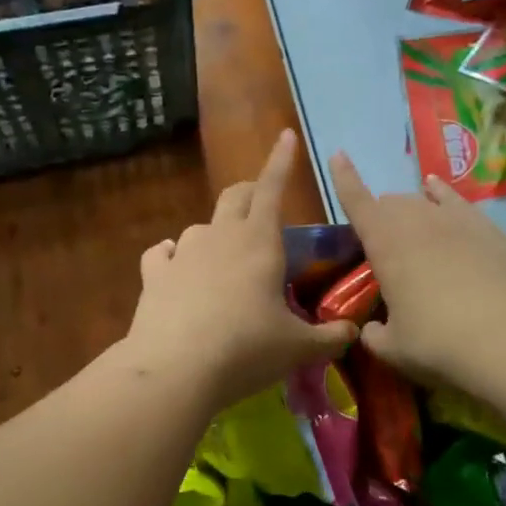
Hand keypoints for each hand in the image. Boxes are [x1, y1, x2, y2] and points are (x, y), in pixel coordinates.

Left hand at [122, 131, 356, 410]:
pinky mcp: (154, 275)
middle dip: (250, 193)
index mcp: (259, 241)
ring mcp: (183, 253)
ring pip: (200, 226)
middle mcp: (220, 236)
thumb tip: (351, 332)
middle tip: (261, 207)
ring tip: (224, 258)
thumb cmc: (246, 350)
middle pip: (235, 196)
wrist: (175, 370)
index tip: (286, 136)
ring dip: (215, 233)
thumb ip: (330, 337)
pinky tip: (175, 269)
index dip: (281, 161)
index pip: (272, 188)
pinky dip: (172, 256)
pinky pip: (163, 253)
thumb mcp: (298, 348)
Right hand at [331, 151, 505, 390]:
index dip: (344, 178)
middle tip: (383, 243)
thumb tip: (372, 330)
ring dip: (411, 208)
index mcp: (385, 244)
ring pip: (425, 201)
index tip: (338, 154)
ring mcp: (458, 221)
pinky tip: (440, 191)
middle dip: (381, 215)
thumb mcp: (394, 349)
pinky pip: (458, 202)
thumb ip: (375, 335)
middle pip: (392, 204)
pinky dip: (444, 195)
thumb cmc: (439, 343)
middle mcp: (418, 222)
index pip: (357, 202)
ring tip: (410, 218)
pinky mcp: (491, 231)